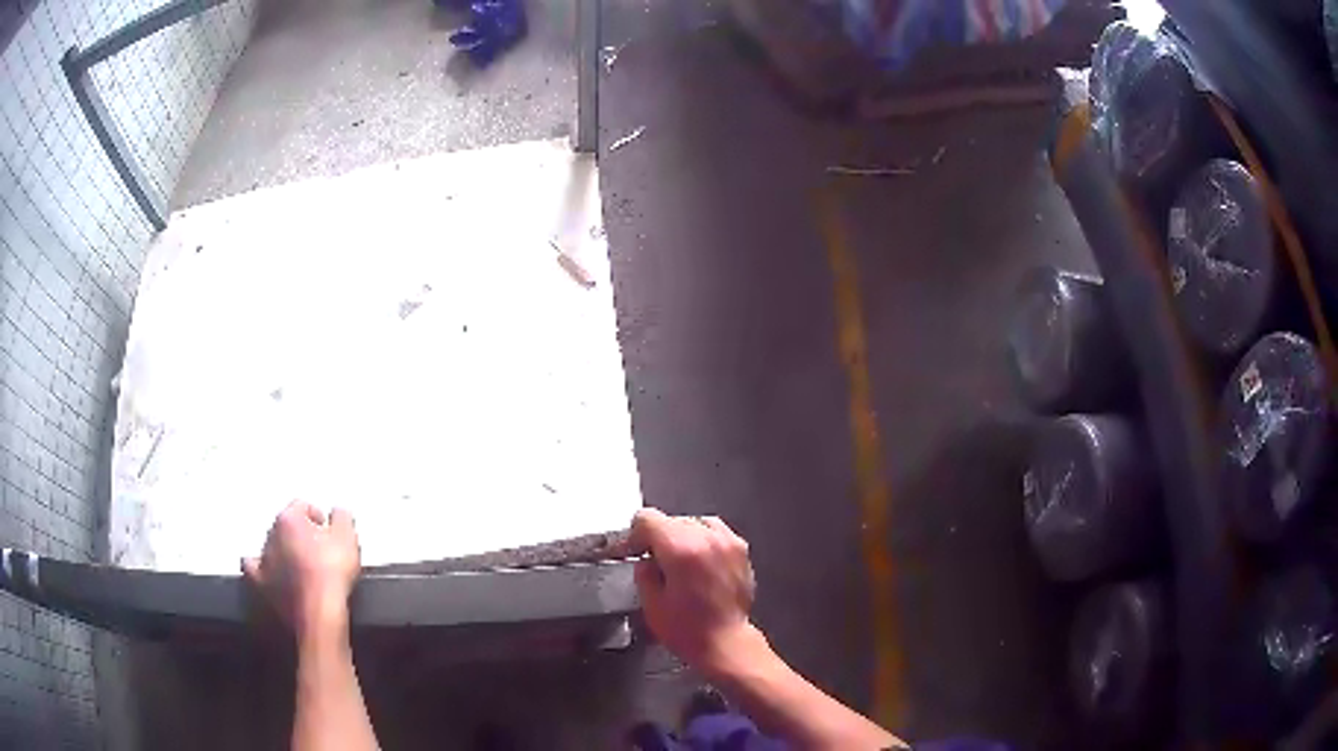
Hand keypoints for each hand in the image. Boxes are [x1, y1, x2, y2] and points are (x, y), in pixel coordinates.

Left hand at [243, 501, 360, 641]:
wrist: (320, 612)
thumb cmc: (331, 575)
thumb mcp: (348, 538)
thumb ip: (342, 517)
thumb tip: (338, 512)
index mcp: (290, 519)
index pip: (301, 506)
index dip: (317, 517)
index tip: (328, 530)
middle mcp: (271, 535)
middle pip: (284, 525)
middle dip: (299, 534)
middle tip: (318, 548)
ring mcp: (264, 560)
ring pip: (270, 545)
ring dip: (282, 550)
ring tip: (299, 563)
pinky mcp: (261, 583)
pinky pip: (252, 568)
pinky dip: (259, 567)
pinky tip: (267, 570)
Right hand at [629, 508, 761, 675]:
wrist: (726, 642)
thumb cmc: (686, 629)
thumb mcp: (651, 604)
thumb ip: (644, 572)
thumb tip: (647, 559)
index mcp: (681, 550)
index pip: (648, 518)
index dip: (634, 535)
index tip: (632, 552)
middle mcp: (707, 538)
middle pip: (670, 519)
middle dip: (657, 537)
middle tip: (652, 560)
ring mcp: (727, 541)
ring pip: (693, 521)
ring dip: (680, 536)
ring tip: (677, 560)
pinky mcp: (741, 549)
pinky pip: (715, 530)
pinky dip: (702, 538)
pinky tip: (698, 558)